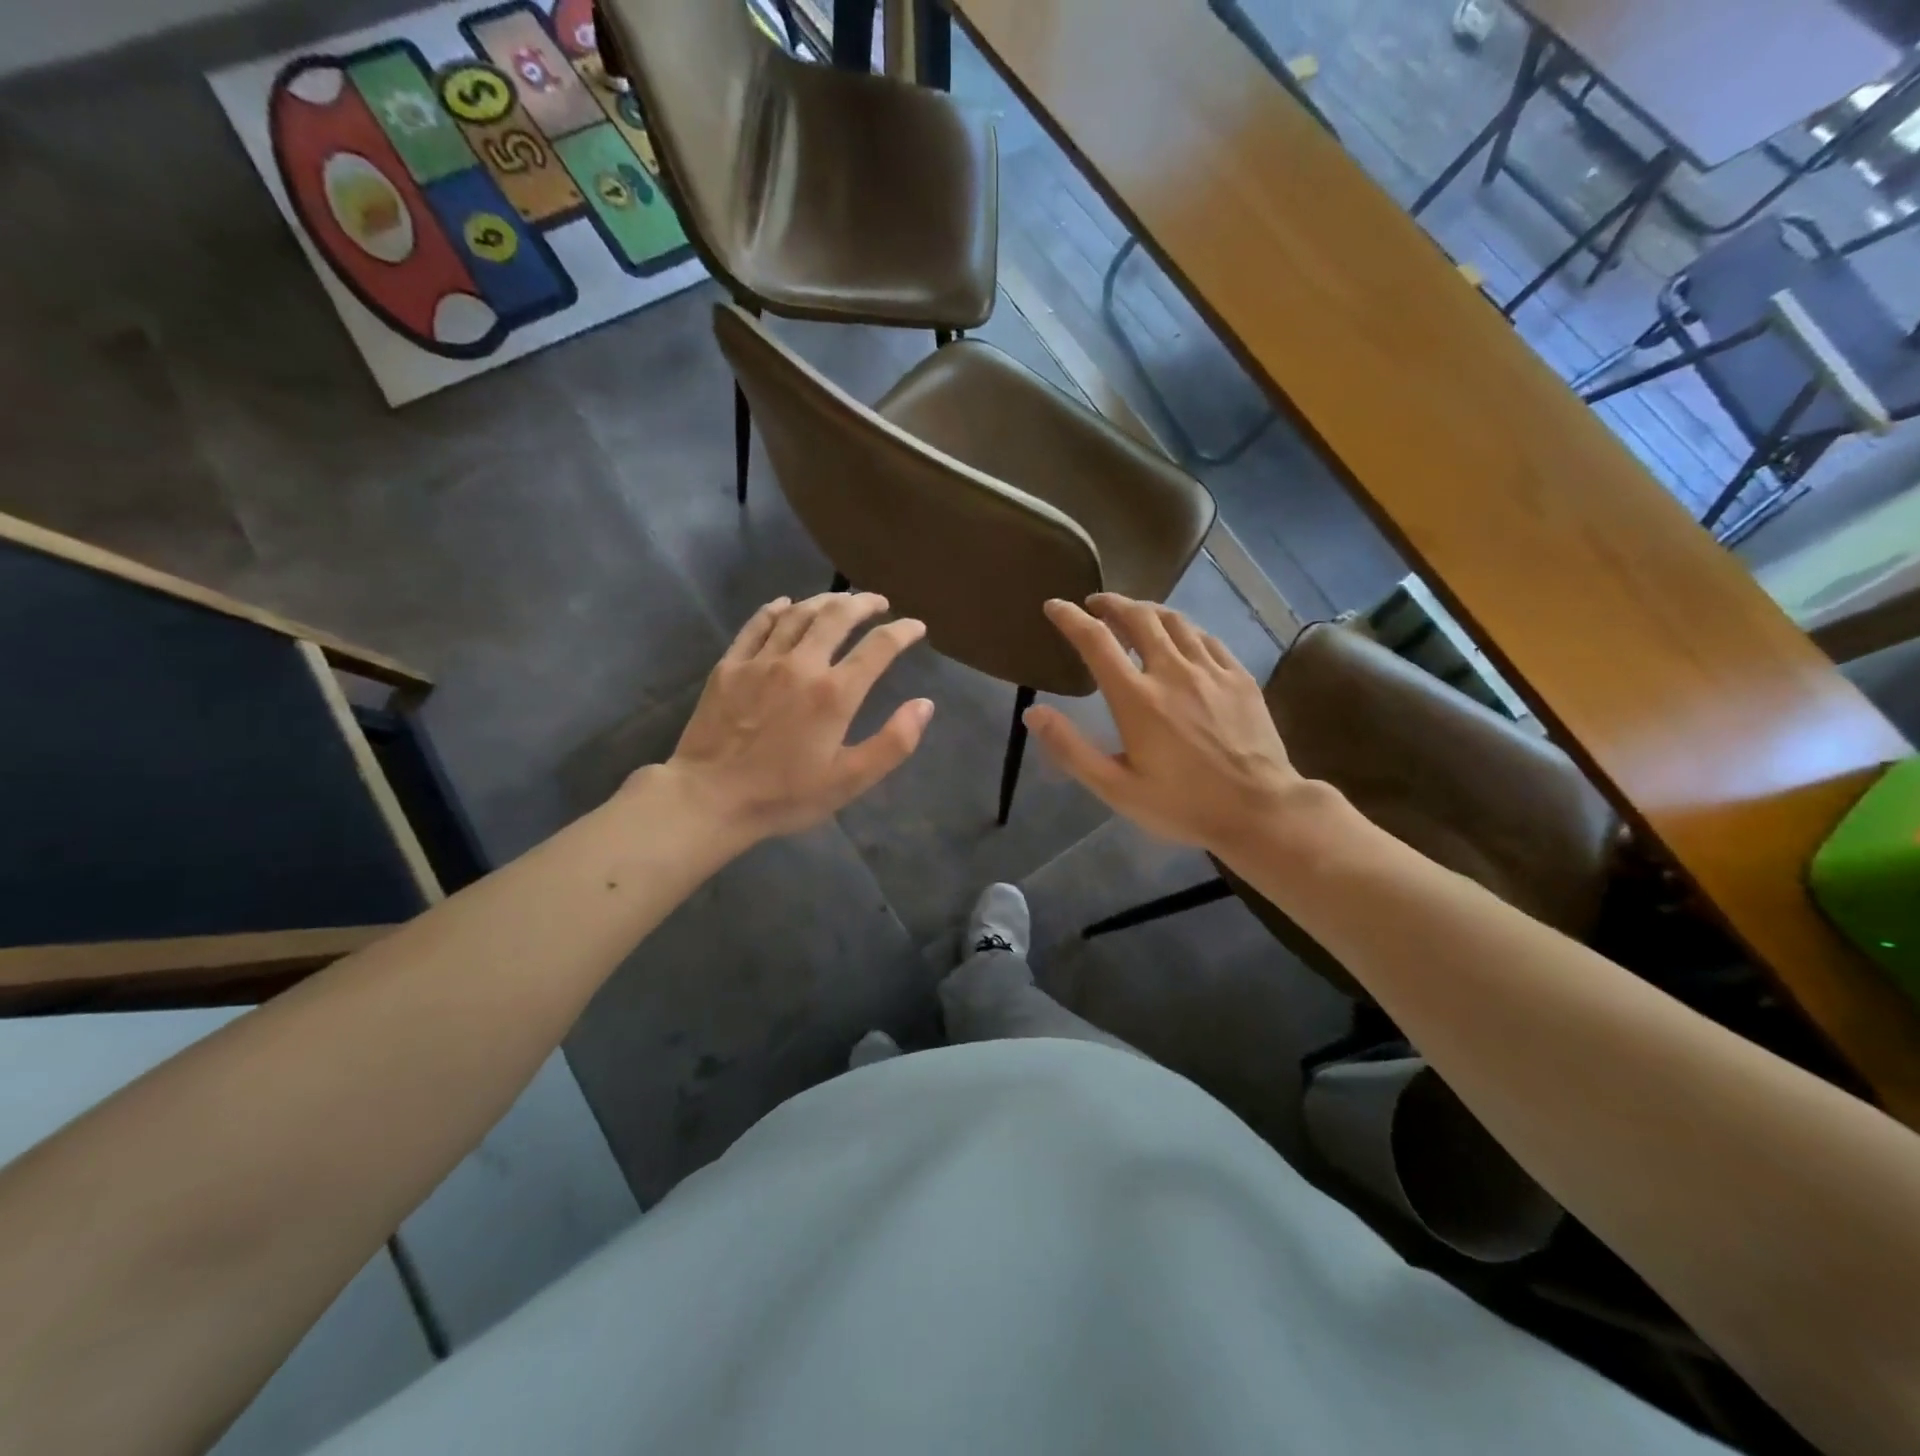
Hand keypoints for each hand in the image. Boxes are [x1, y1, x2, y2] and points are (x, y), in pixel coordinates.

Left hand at [652, 592, 933, 844]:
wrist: (710, 798)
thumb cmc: (784, 795)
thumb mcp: (849, 780)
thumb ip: (893, 743)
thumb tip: (925, 705)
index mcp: (835, 693)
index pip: (879, 647)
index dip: (902, 632)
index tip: (915, 627)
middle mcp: (801, 664)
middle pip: (838, 616)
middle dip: (864, 604)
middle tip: (878, 602)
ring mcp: (761, 661)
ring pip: (798, 614)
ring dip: (825, 601)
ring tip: (840, 601)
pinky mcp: (729, 666)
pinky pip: (756, 625)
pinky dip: (776, 609)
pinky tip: (785, 604)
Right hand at [1024, 594, 1309, 853]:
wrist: (1260, 810)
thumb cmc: (1182, 805)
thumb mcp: (1117, 789)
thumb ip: (1072, 749)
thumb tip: (1033, 713)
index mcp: (1137, 698)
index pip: (1096, 641)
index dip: (1070, 618)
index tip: (1055, 606)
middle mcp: (1172, 672)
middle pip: (1138, 618)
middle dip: (1112, 604)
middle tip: (1096, 604)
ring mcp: (1211, 671)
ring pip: (1175, 621)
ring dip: (1148, 610)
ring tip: (1134, 613)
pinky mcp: (1239, 677)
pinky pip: (1207, 638)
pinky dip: (1184, 629)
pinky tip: (1181, 638)